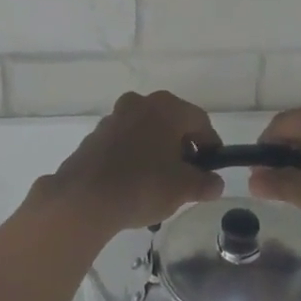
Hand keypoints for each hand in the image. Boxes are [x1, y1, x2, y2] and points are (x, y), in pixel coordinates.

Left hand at [40, 91, 224, 233]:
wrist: (85, 197)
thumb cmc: (144, 185)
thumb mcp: (184, 188)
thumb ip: (205, 183)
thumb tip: (215, 183)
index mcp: (166, 107)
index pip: (200, 121)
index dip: (210, 145)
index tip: (211, 169)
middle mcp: (140, 103)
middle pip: (172, 123)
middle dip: (182, 148)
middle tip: (187, 177)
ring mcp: (115, 117)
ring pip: (147, 131)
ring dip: (157, 151)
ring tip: (159, 183)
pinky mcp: (96, 135)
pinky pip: (125, 142)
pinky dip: (134, 156)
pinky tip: (134, 183)